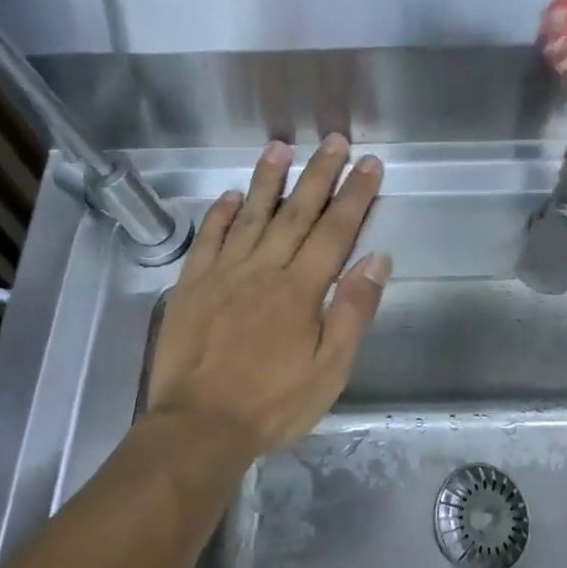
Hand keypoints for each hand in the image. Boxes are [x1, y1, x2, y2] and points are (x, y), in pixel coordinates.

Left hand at [146, 136, 389, 460]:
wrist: (198, 426)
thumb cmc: (273, 404)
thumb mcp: (329, 369)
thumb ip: (352, 311)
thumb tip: (376, 259)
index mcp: (299, 290)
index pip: (335, 231)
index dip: (354, 195)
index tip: (369, 164)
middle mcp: (262, 270)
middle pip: (295, 213)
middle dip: (318, 175)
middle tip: (334, 141)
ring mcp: (222, 274)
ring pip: (249, 216)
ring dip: (267, 180)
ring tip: (280, 148)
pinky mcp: (190, 286)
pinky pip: (207, 240)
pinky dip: (218, 215)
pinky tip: (228, 196)